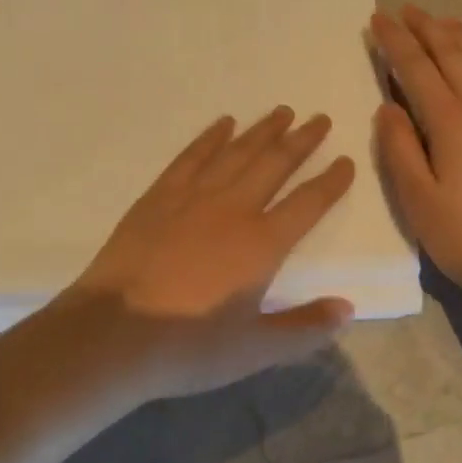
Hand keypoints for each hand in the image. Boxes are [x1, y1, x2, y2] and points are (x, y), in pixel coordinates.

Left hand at [53, 107, 357, 401]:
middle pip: (274, 165)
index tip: (346, 160)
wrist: (113, 333)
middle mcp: (233, 209)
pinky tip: (223, 123)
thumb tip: (348, 308)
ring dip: (262, 130)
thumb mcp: (254, 350)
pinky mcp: (159, 195)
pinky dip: (210, 137)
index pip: (307, 204)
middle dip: (301, 140)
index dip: (330, 182)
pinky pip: (192, 156)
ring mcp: (193, 197)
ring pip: (236, 153)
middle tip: (319, 118)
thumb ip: (304, 328)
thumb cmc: (188, 347)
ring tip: (281, 112)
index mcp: (262, 244)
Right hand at [371, 6, 461, 298]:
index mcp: (451, 122)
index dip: (396, 41)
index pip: (417, 69)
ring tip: (440, 20)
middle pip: (452, 54)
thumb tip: (388, 106)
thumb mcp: (416, 198)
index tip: (379, 18)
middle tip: (406, 8)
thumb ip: (398, 147)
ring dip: (457, 37)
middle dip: (426, 28)